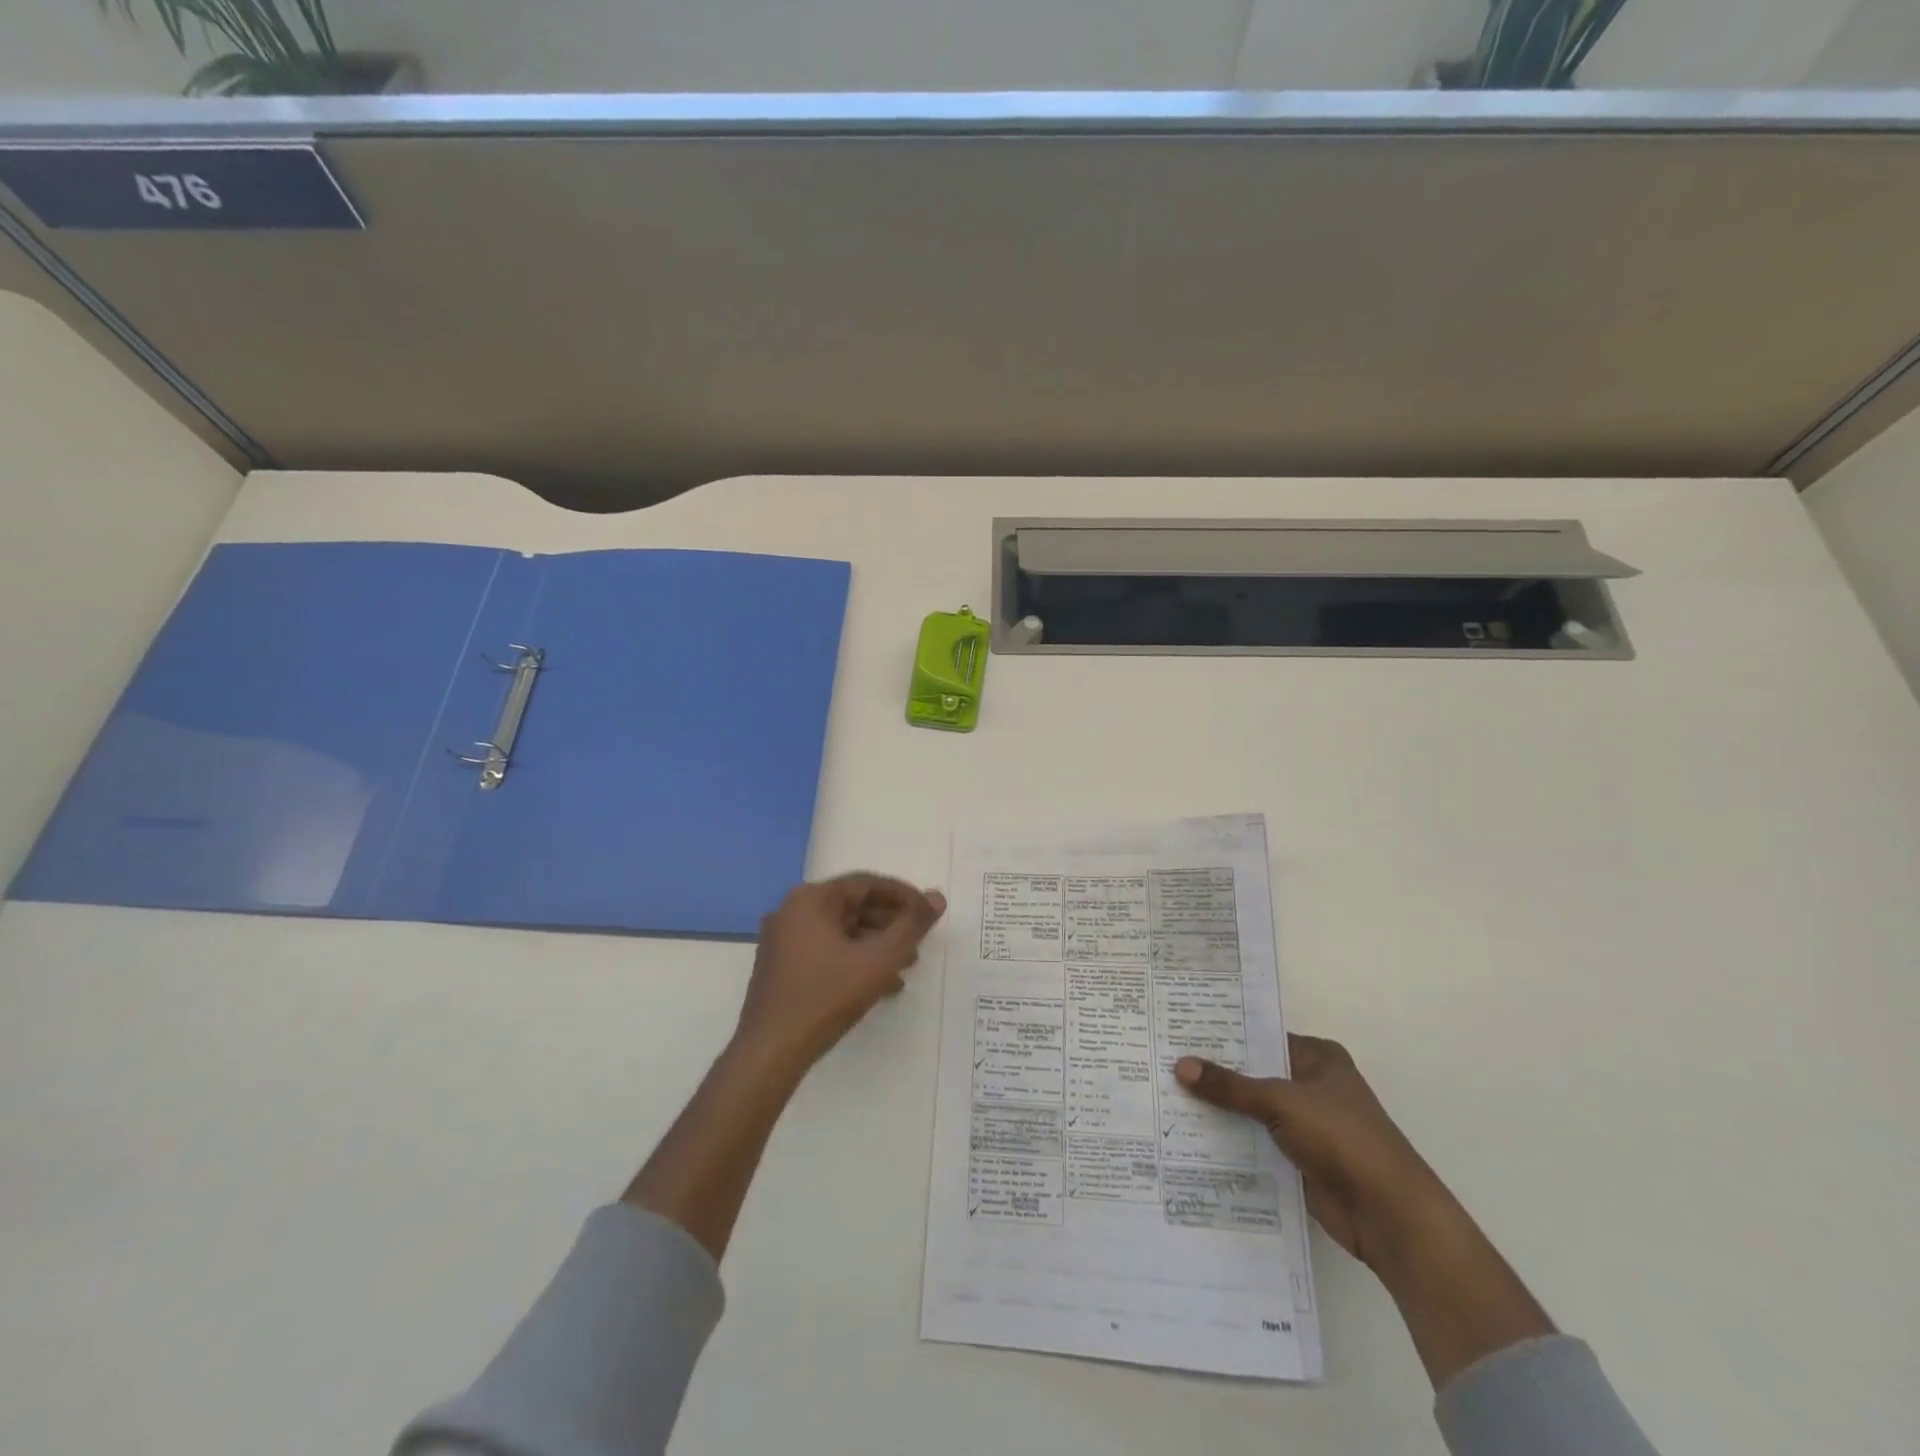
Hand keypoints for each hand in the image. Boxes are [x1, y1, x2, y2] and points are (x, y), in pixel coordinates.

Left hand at [733, 873, 946, 1073]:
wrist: (770, 1052)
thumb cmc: (826, 996)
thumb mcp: (878, 960)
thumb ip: (911, 927)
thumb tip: (937, 898)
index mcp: (811, 899)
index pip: (866, 883)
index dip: (904, 896)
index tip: (930, 912)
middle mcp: (793, 911)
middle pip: (853, 906)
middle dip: (891, 923)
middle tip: (920, 940)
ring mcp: (784, 940)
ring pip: (842, 931)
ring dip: (876, 944)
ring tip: (907, 965)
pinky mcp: (782, 967)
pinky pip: (827, 950)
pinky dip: (855, 959)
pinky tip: (881, 984)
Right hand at [1178, 1035, 1556, 1387]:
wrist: (1390, 1216)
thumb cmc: (1342, 1139)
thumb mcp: (1281, 1102)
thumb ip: (1230, 1086)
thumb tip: (1180, 1066)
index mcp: (1317, 1057)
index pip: (1260, 1036)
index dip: (1222, 1035)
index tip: (1178, 1030)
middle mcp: (1312, 1084)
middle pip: (1254, 1073)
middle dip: (1215, 1073)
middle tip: (1162, 1061)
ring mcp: (1306, 1124)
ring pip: (1252, 1109)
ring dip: (1221, 1109)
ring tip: (1166, 1095)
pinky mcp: (1299, 1159)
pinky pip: (1257, 1141)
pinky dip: (1231, 1140)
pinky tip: (1191, 1136)